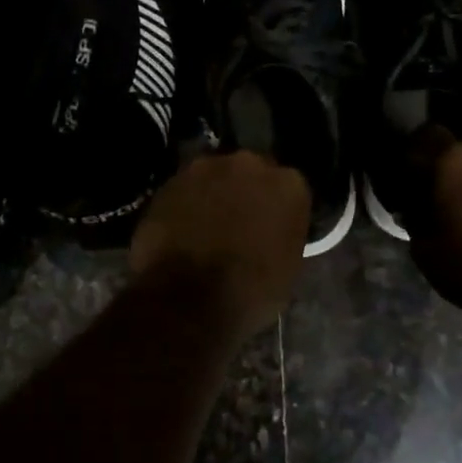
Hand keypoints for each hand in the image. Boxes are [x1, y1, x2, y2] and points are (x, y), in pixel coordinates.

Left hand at [130, 150, 310, 338]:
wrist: (187, 298)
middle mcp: (250, 164)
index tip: (271, 226)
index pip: (289, 188)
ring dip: (214, 193)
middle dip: (246, 191)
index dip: (278, 208)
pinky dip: (186, 203)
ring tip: (205, 225)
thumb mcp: (288, 268)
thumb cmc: (249, 292)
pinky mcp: (171, 180)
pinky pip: (186, 188)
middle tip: (238, 222)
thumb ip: (283, 235)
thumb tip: (271, 233)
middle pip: (251, 172)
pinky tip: (182, 228)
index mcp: (289, 185)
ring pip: (215, 176)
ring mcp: (206, 168)